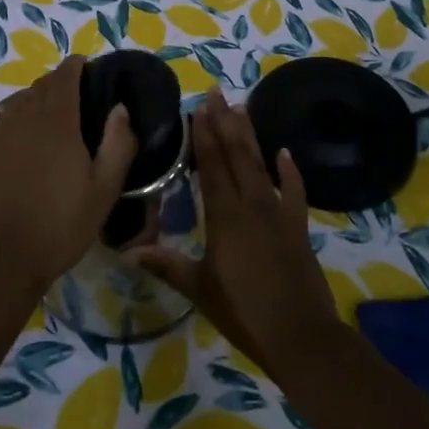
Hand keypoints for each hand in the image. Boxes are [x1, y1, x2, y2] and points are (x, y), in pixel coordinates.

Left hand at [0, 56, 137, 296]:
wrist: (7, 258)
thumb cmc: (63, 224)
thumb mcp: (104, 189)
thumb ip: (117, 144)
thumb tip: (119, 107)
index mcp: (59, 123)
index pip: (65, 78)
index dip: (75, 66)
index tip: (86, 64)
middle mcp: (25, 119)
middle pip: (41, 86)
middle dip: (58, 81)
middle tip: (76, 90)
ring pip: (16, 101)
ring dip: (33, 95)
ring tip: (48, 103)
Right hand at [128, 89, 340, 377]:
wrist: (301, 336)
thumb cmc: (244, 312)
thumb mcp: (200, 289)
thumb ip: (166, 265)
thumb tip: (126, 253)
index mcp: (224, 216)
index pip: (211, 166)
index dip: (204, 136)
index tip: (198, 108)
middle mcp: (252, 204)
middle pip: (236, 155)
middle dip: (224, 123)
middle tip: (216, 93)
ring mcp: (278, 213)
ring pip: (261, 165)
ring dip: (250, 136)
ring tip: (241, 107)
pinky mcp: (298, 227)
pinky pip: (295, 191)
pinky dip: (290, 171)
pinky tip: (284, 152)